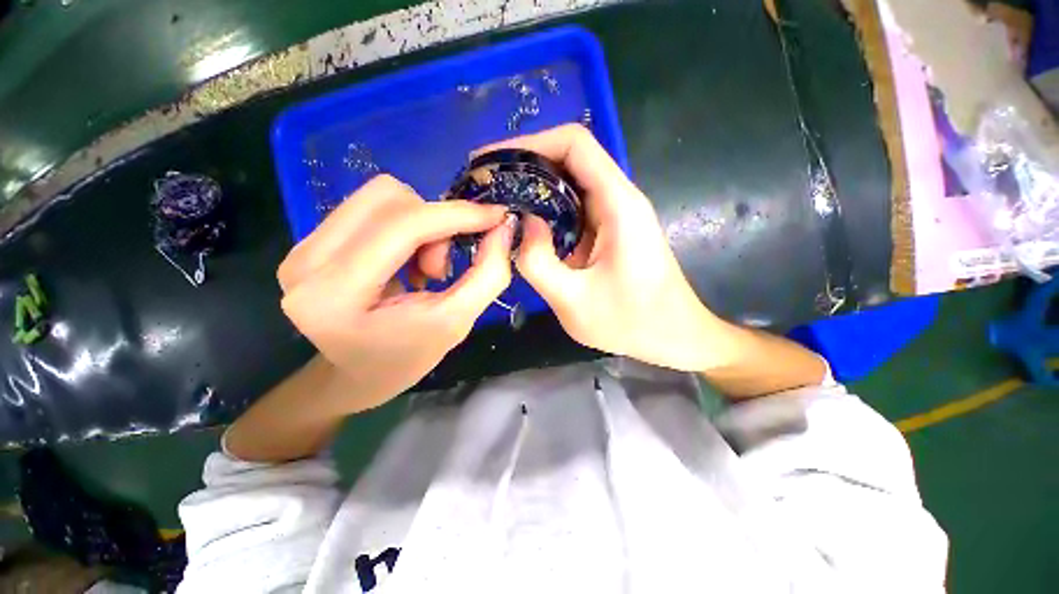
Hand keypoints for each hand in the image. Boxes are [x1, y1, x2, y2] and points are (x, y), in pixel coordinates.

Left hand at [277, 175, 515, 412]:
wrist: (358, 374)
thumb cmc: (407, 359)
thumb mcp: (458, 322)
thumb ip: (488, 274)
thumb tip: (504, 226)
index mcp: (335, 294)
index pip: (402, 226)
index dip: (456, 215)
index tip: (496, 216)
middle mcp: (307, 261)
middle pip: (387, 198)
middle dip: (435, 223)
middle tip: (442, 267)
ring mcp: (302, 247)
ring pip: (380, 196)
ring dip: (420, 224)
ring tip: (424, 268)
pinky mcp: (311, 241)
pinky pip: (371, 208)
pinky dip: (405, 226)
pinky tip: (407, 262)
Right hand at [481, 125, 723, 371]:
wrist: (674, 336)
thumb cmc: (632, 323)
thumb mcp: (574, 302)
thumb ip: (538, 262)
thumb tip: (520, 223)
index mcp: (618, 204)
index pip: (574, 144)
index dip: (529, 143)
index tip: (491, 161)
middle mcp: (618, 199)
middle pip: (568, 158)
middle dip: (523, 165)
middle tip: (485, 186)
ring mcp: (614, 215)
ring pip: (569, 183)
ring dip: (533, 188)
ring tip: (496, 204)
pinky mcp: (608, 231)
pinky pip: (572, 208)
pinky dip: (545, 211)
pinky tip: (523, 227)